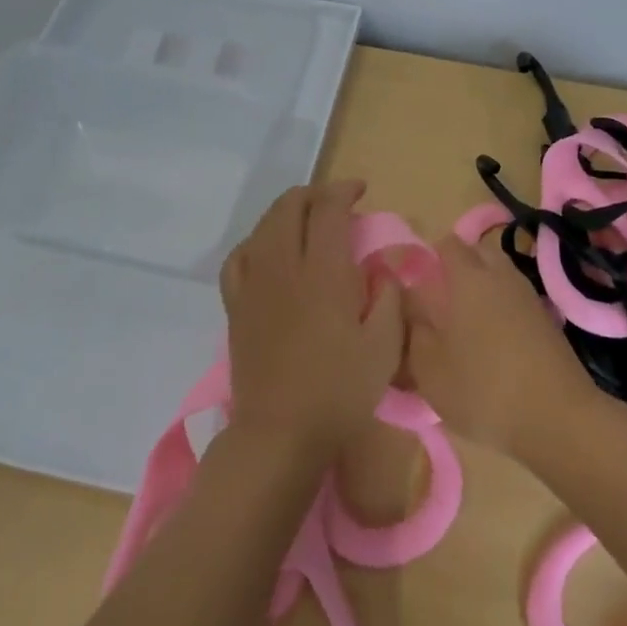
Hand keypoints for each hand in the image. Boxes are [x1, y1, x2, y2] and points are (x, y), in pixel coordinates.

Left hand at [219, 180, 403, 460]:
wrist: (280, 434)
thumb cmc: (340, 391)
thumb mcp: (385, 346)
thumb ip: (389, 298)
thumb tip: (383, 270)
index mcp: (324, 273)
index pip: (328, 210)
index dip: (344, 191)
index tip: (361, 191)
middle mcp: (284, 267)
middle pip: (290, 207)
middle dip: (315, 194)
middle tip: (338, 202)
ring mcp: (254, 285)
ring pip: (263, 226)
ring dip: (287, 211)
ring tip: (307, 220)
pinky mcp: (236, 306)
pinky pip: (239, 258)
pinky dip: (256, 242)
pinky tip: (268, 251)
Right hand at [402, 233, 595, 455]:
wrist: (557, 417)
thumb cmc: (483, 389)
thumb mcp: (429, 369)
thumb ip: (413, 330)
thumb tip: (409, 303)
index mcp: (469, 277)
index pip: (447, 244)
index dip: (429, 256)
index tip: (416, 282)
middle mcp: (501, 275)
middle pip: (478, 253)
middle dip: (458, 267)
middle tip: (440, 300)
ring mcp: (529, 295)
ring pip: (500, 276)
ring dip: (483, 288)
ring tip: (465, 324)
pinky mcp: (547, 319)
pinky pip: (516, 299)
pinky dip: (502, 308)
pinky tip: (493, 341)